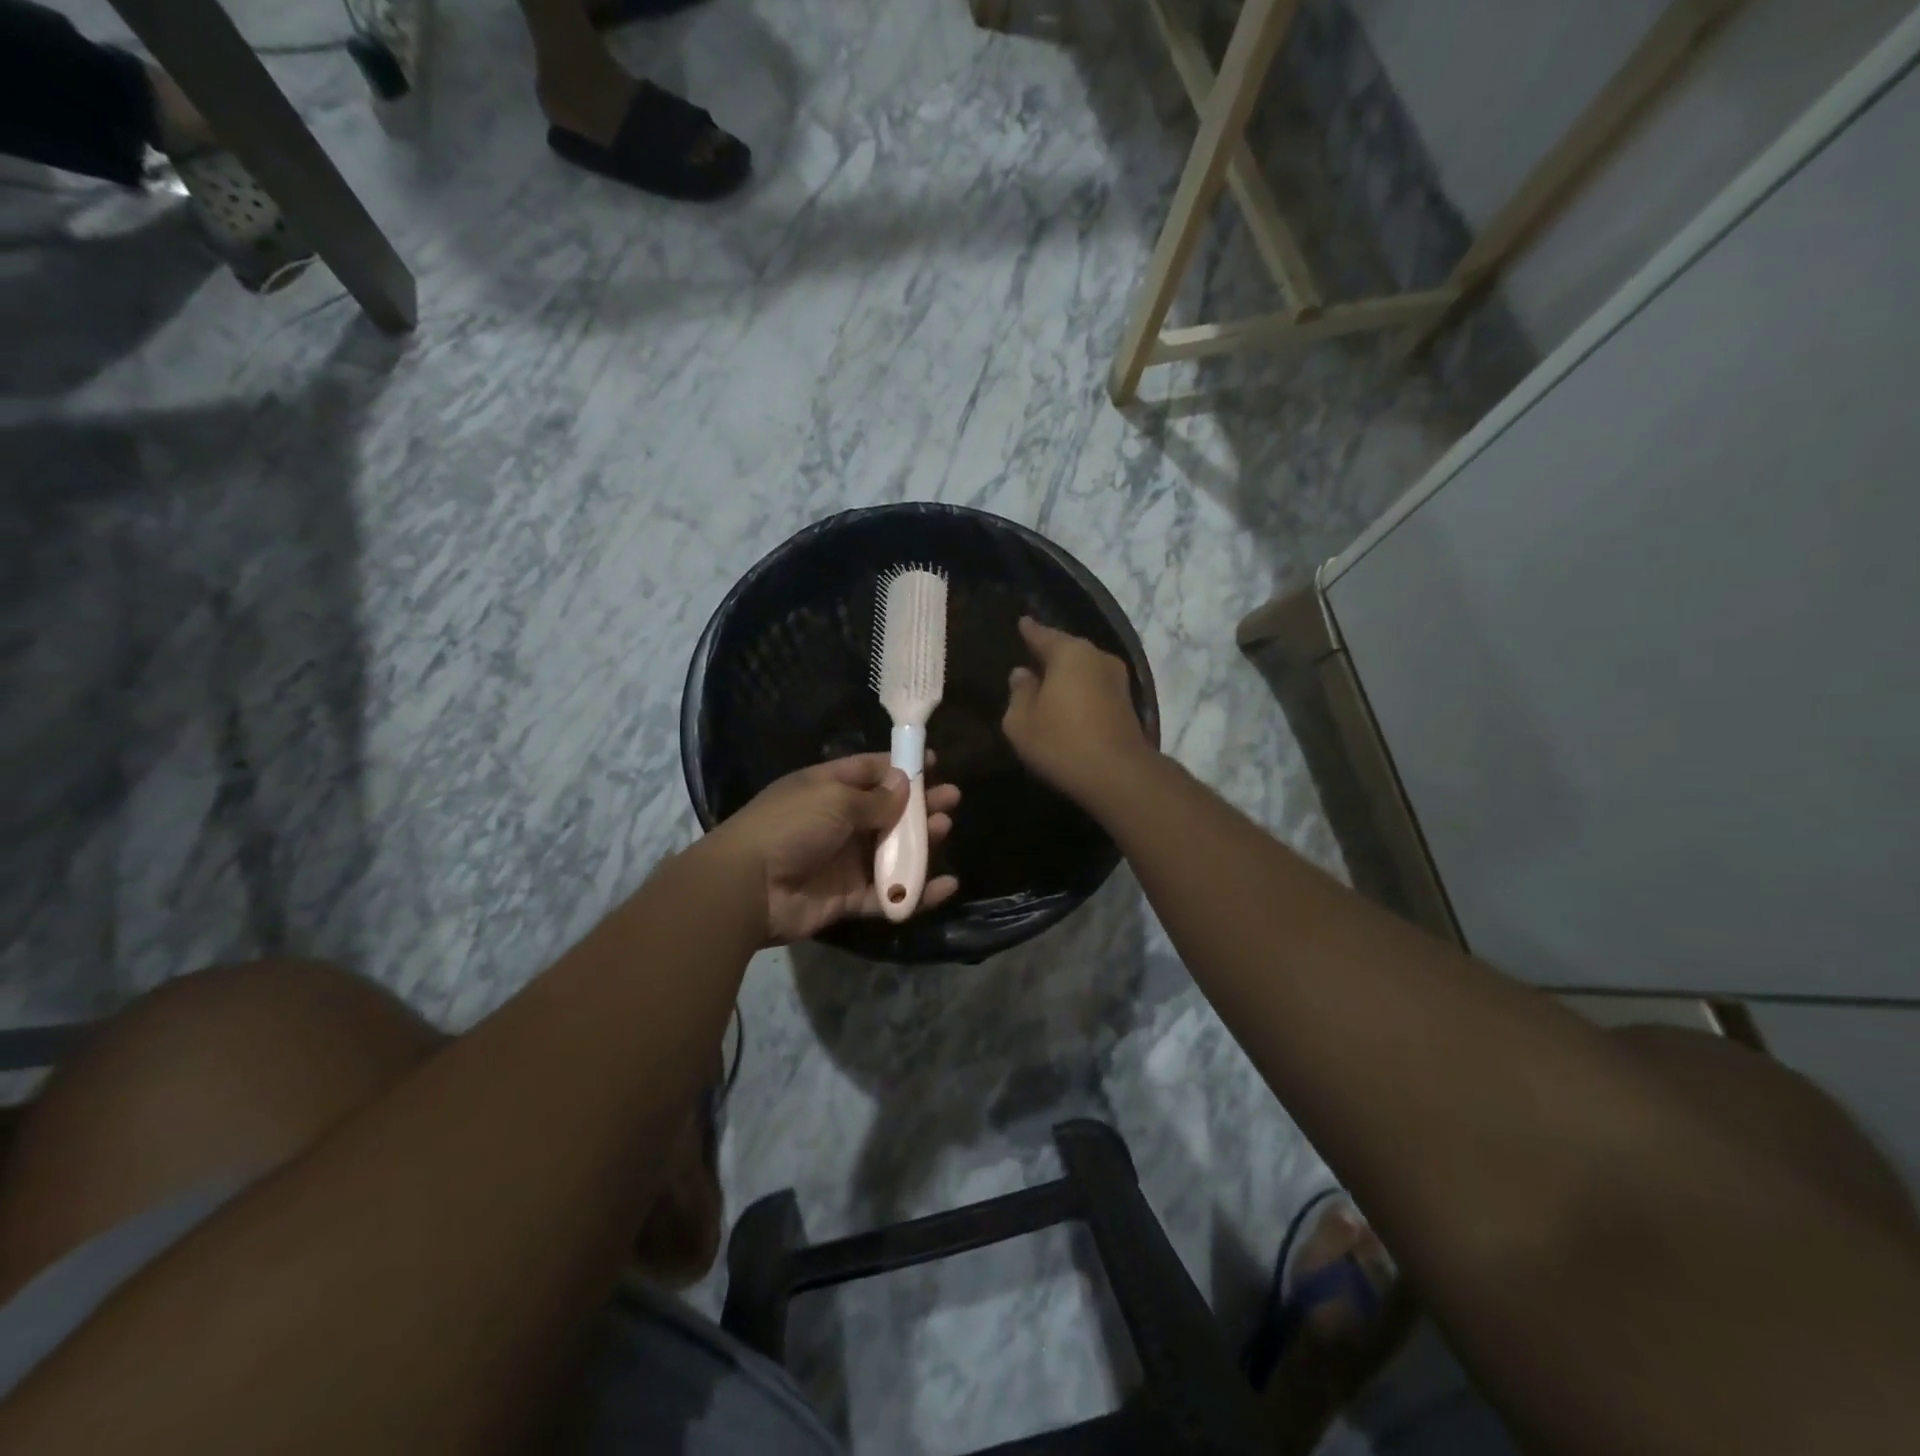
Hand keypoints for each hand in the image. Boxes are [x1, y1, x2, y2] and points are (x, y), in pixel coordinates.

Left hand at [708, 754, 960, 944]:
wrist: (749, 888)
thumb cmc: (791, 827)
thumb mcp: (834, 800)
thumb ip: (875, 798)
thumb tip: (904, 785)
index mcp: (827, 788)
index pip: (869, 771)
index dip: (900, 767)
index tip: (932, 763)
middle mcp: (837, 822)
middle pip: (886, 811)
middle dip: (919, 805)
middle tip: (951, 800)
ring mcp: (843, 861)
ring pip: (891, 851)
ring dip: (920, 843)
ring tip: (944, 829)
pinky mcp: (848, 898)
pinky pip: (888, 893)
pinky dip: (916, 891)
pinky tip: (945, 884)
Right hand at [1002, 617, 1152, 803]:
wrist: (1118, 775)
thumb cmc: (1061, 742)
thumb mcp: (1021, 721)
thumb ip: (1019, 693)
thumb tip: (1022, 674)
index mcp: (1070, 653)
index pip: (1043, 634)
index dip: (1029, 631)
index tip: (1022, 623)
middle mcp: (1098, 657)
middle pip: (1068, 650)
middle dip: (1049, 654)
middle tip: (1031, 659)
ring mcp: (1118, 680)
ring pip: (1084, 670)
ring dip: (1067, 676)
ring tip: (1048, 683)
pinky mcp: (1127, 704)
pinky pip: (1095, 688)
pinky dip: (1081, 692)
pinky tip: (1069, 704)